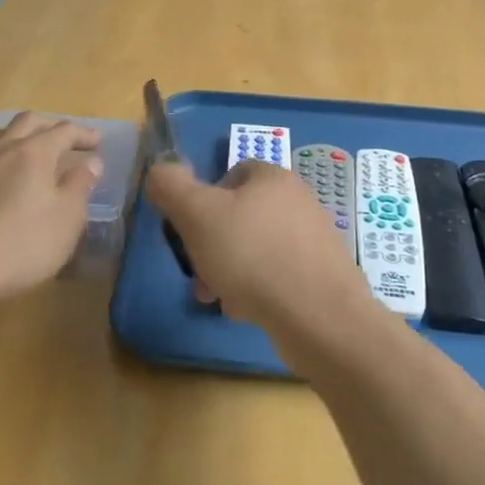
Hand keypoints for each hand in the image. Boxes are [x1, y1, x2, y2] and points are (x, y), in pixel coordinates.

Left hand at [0, 113, 103, 304]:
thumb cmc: (21, 245)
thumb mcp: (66, 220)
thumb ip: (80, 186)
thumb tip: (92, 162)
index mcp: (35, 153)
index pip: (65, 131)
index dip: (83, 134)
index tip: (98, 142)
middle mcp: (2, 147)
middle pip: (28, 122)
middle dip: (50, 125)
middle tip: (65, 138)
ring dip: (16, 134)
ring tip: (25, 147)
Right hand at [147, 159, 378, 355]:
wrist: (318, 315)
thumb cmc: (252, 255)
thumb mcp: (197, 215)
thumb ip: (172, 187)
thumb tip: (160, 169)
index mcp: (273, 177)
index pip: (232, 174)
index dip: (205, 201)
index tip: (191, 233)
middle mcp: (299, 200)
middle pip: (243, 216)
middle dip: (215, 245)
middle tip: (201, 275)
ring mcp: (315, 238)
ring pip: (258, 248)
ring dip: (234, 271)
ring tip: (222, 299)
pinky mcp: (324, 273)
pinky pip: (280, 273)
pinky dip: (260, 288)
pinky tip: (250, 311)